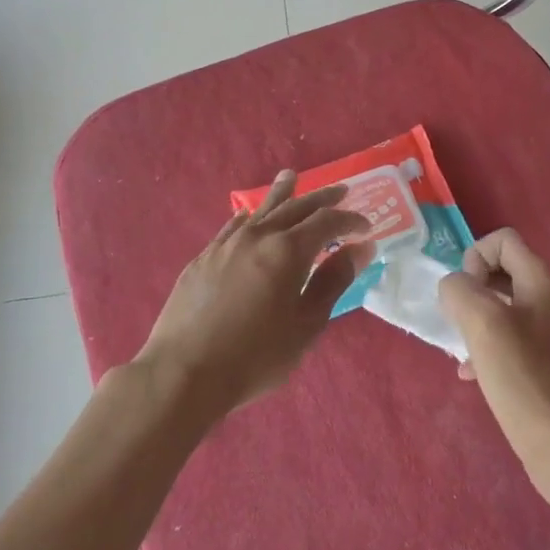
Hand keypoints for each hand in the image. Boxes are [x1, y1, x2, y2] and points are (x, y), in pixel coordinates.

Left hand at [137, 171, 373, 418]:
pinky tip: (249, 217)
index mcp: (288, 250)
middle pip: (295, 207)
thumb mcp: (306, 324)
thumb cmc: (255, 356)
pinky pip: (233, 226)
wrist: (183, 372)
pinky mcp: (204, 258)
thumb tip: (360, 248)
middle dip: (322, 199)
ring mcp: (226, 244)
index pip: (326, 221)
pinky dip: (249, 217)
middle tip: (342, 191)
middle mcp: (258, 236)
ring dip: (281, 193)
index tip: (366, 228)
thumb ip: (334, 281)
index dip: (349, 220)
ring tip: (291, 177)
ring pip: (260, 210)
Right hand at [439, 229, 549, 508]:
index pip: (503, 240)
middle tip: (458, 319)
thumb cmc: (523, 377)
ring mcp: (546, 331)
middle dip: (471, 289)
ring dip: (473, 319)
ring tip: (461, 347)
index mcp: (540, 281)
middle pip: (500, 270)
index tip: (466, 292)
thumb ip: (460, 291)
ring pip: (499, 307)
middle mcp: (547, 299)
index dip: (475, 256)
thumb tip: (454, 288)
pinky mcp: (541, 362)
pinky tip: (471, 373)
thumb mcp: (483, 322)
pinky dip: (484, 347)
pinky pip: (504, 338)